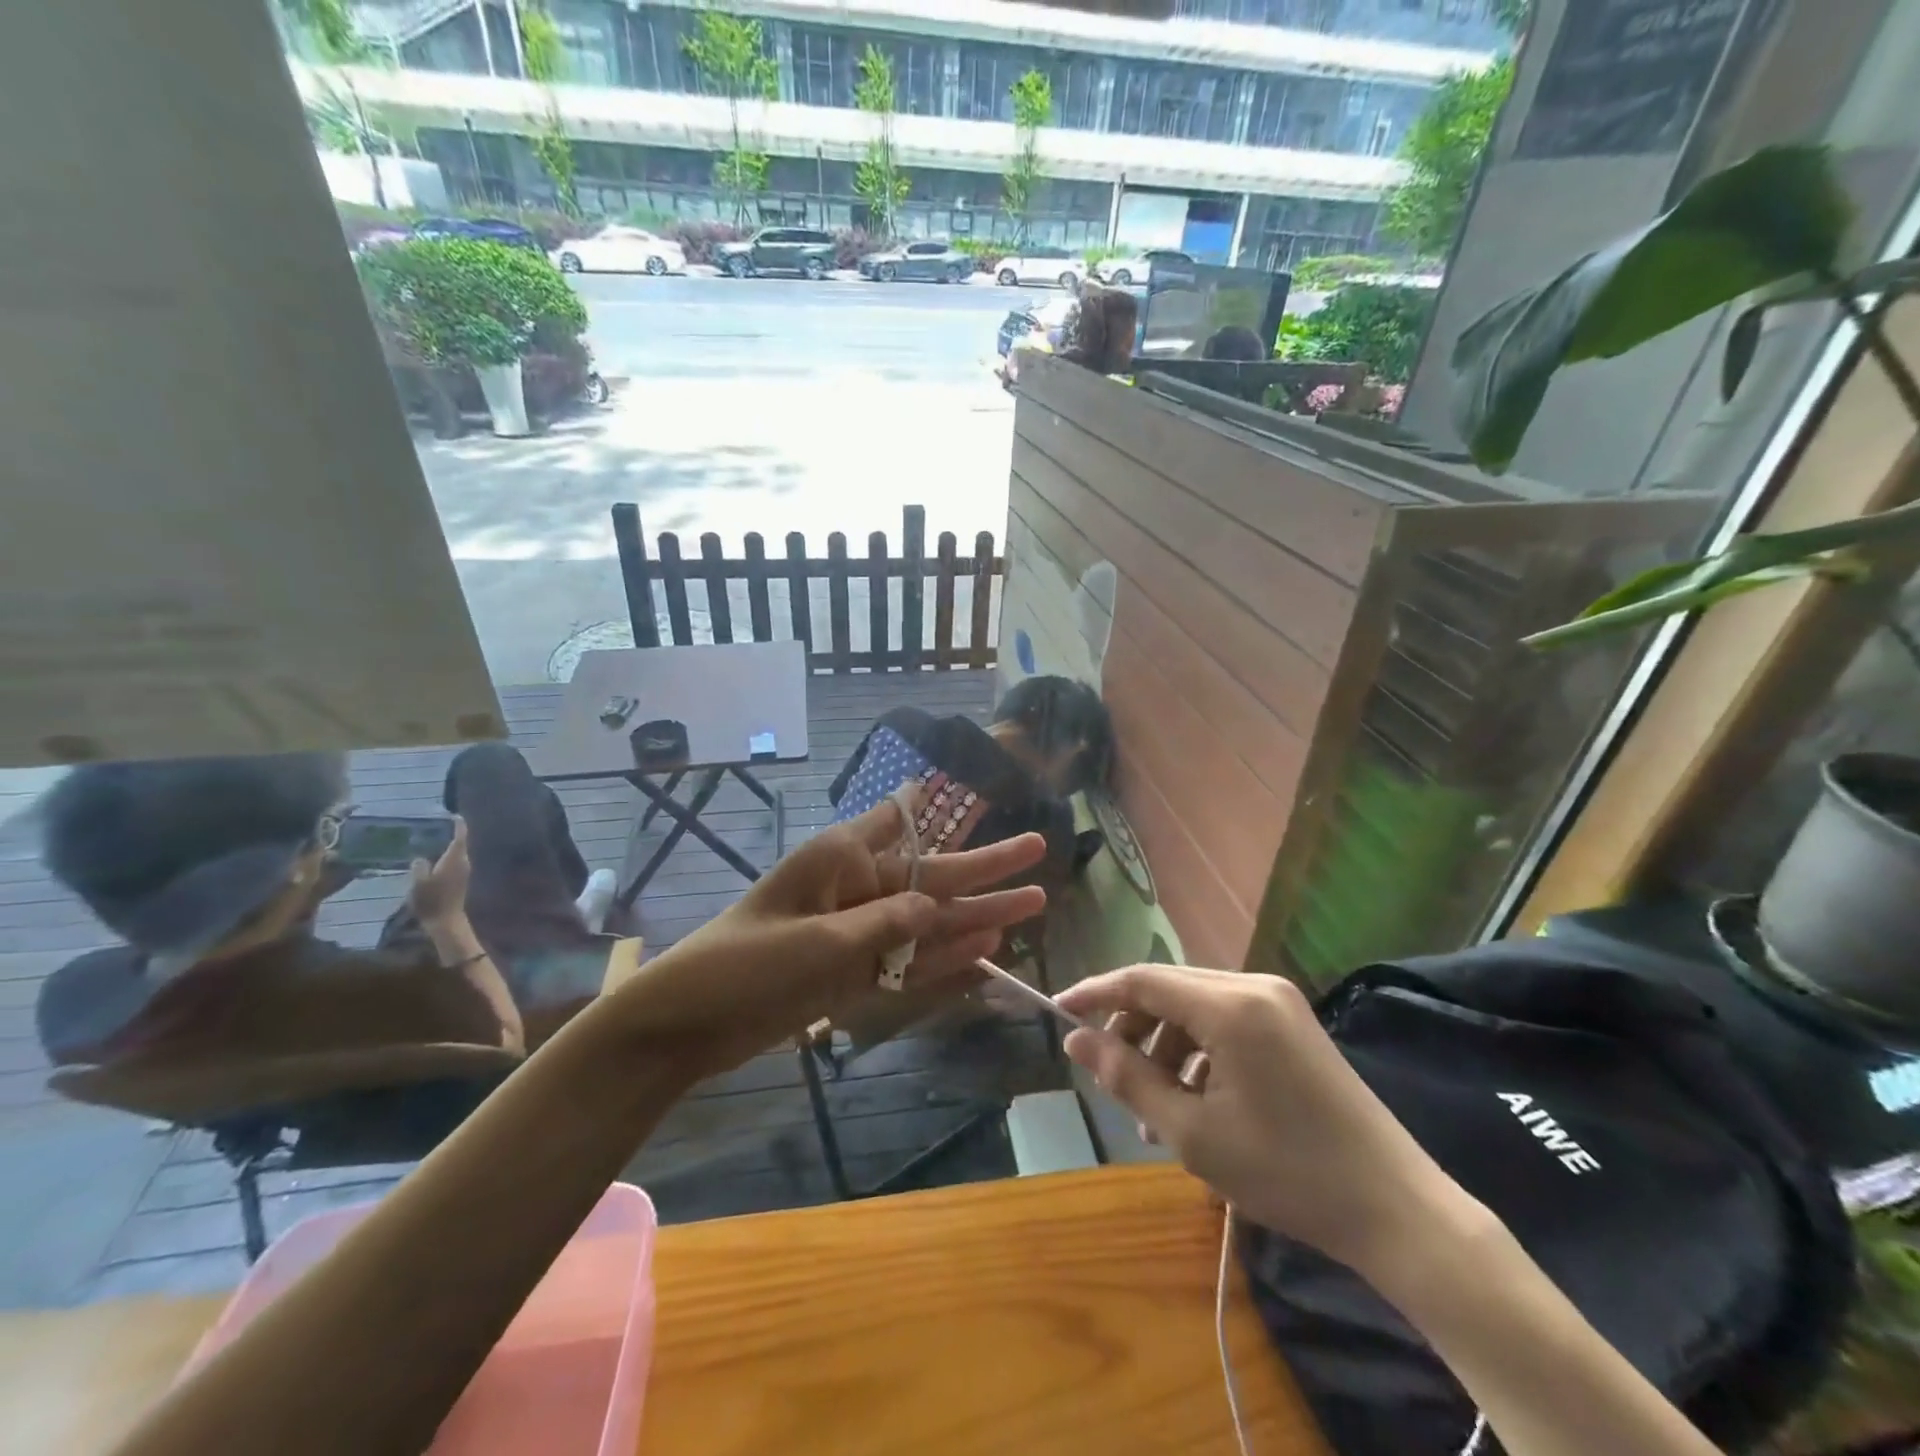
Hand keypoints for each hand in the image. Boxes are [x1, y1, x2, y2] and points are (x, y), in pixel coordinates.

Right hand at [406, 815, 470, 926]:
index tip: (454, 815)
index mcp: (455, 859)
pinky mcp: (461, 879)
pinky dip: (447, 855)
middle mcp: (463, 862)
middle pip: (460, 843)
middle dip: (452, 833)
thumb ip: (419, 867)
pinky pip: (455, 861)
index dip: (459, 825)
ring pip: (457, 853)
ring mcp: (464, 871)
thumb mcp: (419, 883)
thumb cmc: (432, 900)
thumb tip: (420, 859)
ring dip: (448, 845)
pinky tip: (435, 858)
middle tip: (437, 825)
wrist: (446, 920)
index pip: (460, 837)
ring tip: (433, 838)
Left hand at [608, 802, 1048, 1074]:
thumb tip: (938, 908)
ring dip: (978, 914)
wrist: (689, 1022)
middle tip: (1039, 851)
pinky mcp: (855, 971)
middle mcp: (856, 886)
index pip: (900, 822)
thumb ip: (885, 924)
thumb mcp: (819, 941)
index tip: (969, 788)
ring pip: (930, 920)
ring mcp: (858, 931)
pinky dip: (945, 955)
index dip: (936, 806)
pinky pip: (910, 959)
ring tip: (1032, 904)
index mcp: (842, 858)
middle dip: (986, 867)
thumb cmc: (746, 964)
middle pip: (933, 875)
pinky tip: (986, 948)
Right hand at [1057, 965, 1461, 1278]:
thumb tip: (1076, 1040)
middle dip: (1131, 1027)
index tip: (1058, 1011)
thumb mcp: (1193, 1133)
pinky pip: (1224, 1021)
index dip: (1095, 992)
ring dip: (1162, 1046)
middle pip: (1168, 988)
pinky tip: (1191, 1103)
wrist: (1396, 1209)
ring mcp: (1277, 1001)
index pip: (1142, 980)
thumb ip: (1127, 1078)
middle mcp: (1253, 986)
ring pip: (1194, 1006)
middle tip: (1108, 1075)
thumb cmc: (1286, 1173)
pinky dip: (1196, 1052)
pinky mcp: (1291, 1022)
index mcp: (1230, 1006)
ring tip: (1151, 1110)